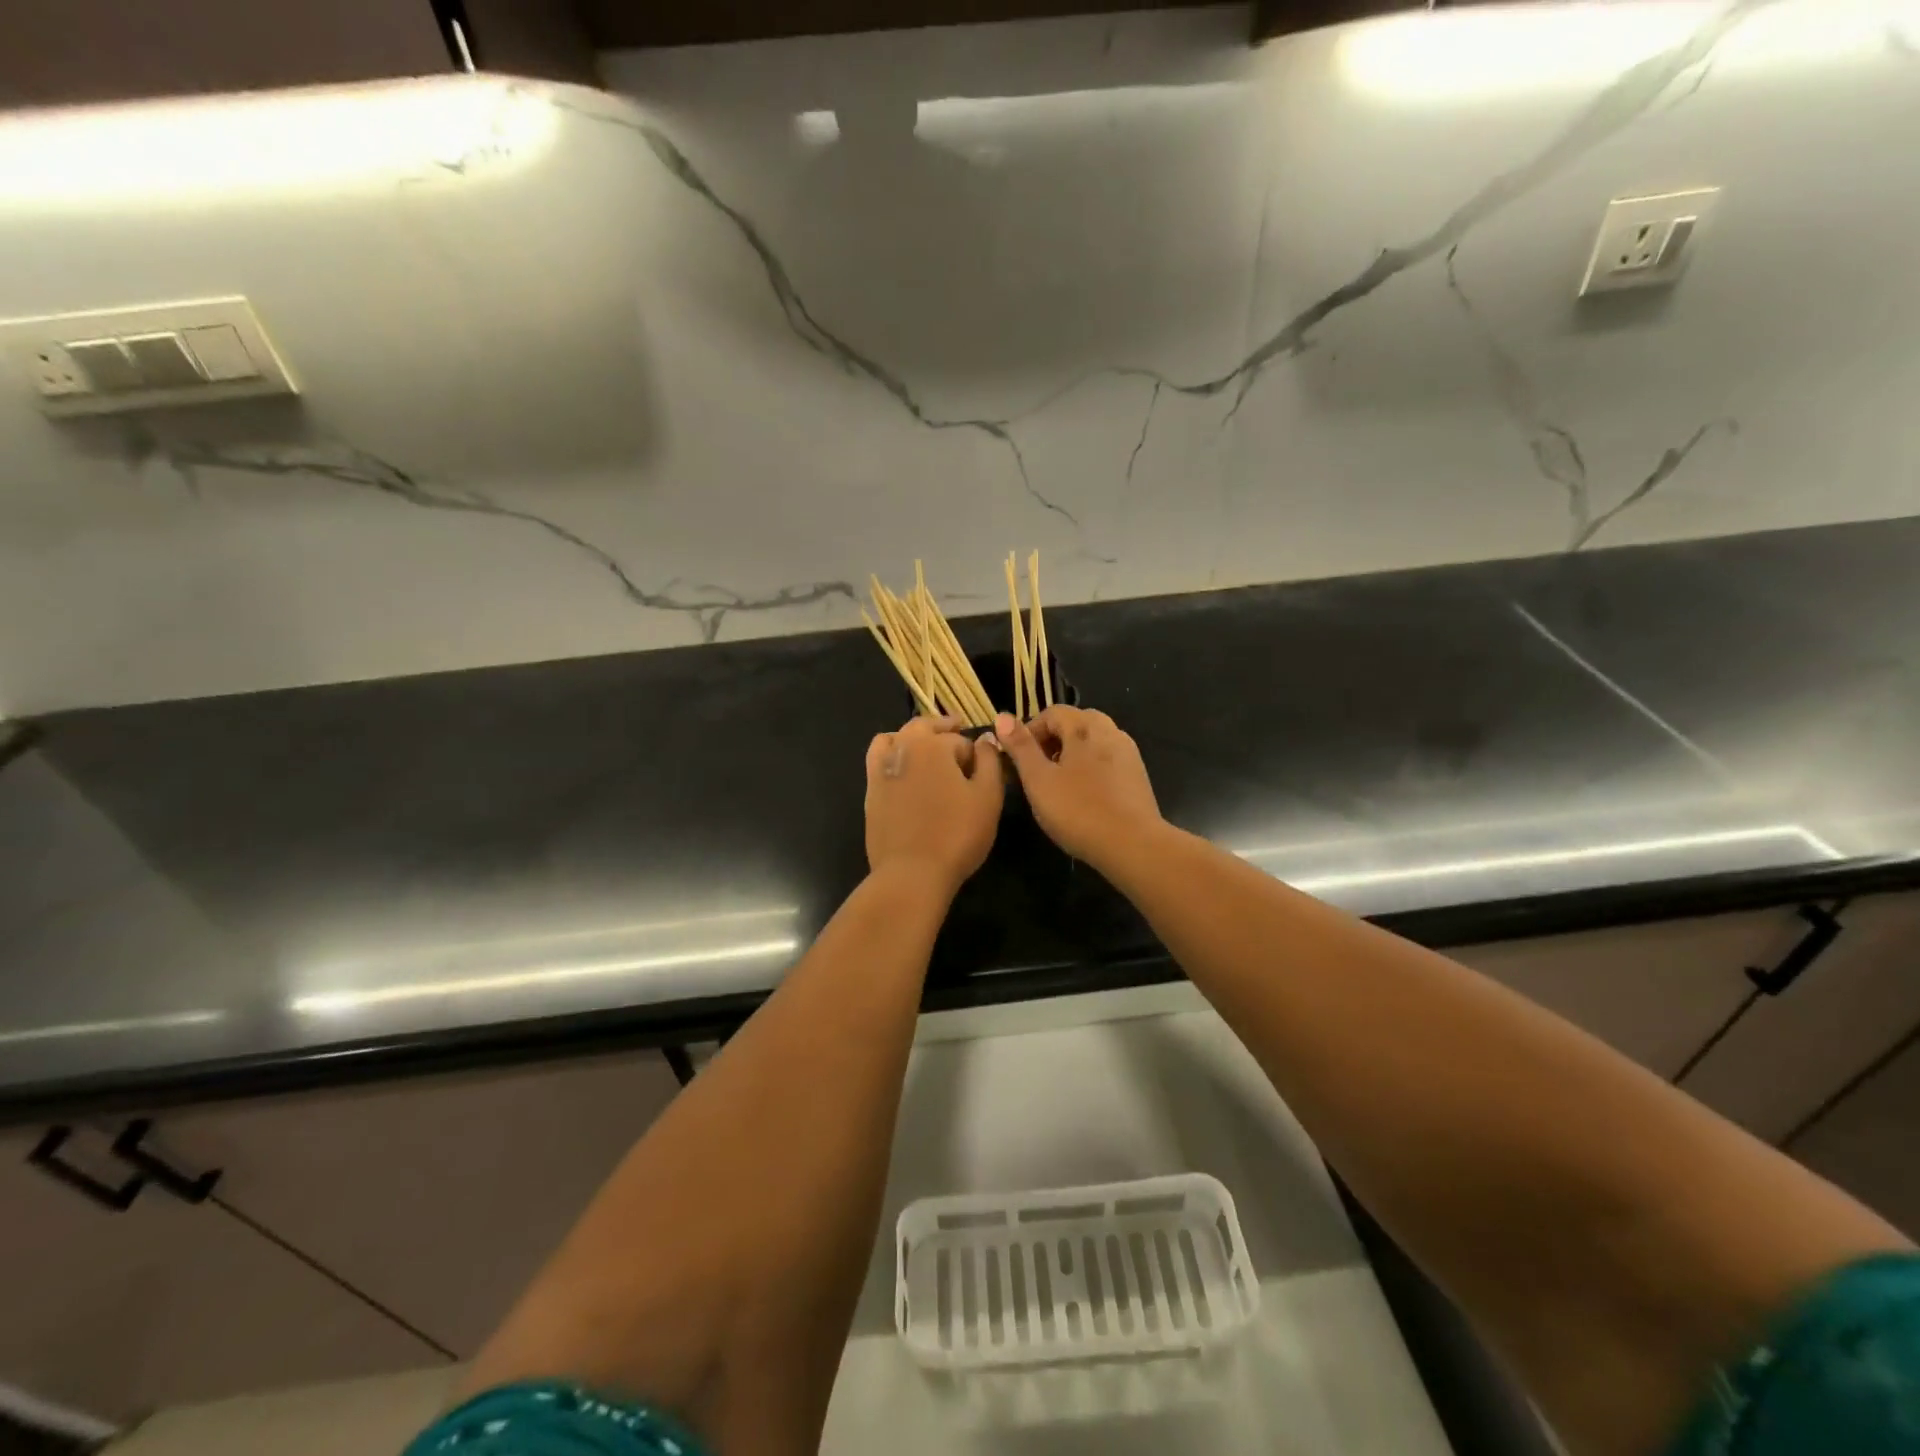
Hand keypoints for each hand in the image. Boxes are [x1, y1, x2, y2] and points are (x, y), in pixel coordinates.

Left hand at [864, 716, 1004, 894]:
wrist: (912, 872)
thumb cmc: (957, 834)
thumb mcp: (988, 797)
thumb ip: (989, 761)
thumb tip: (984, 739)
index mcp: (933, 745)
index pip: (960, 740)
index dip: (975, 754)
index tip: (983, 768)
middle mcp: (903, 748)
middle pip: (923, 727)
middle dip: (943, 728)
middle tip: (957, 730)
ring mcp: (882, 769)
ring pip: (896, 738)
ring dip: (913, 736)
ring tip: (926, 747)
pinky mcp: (871, 791)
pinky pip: (878, 758)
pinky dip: (892, 753)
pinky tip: (903, 768)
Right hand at [993, 707, 1164, 867]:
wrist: (1133, 845)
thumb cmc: (1078, 811)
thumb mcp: (1038, 780)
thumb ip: (1020, 747)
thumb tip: (1002, 715)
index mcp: (1084, 727)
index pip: (1052, 713)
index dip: (1030, 731)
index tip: (1018, 760)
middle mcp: (1109, 732)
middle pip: (1075, 723)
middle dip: (1052, 741)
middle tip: (1037, 770)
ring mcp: (1128, 753)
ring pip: (1093, 741)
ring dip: (1072, 754)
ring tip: (1058, 784)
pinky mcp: (1137, 775)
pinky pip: (1107, 760)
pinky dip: (1091, 768)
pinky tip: (1084, 796)